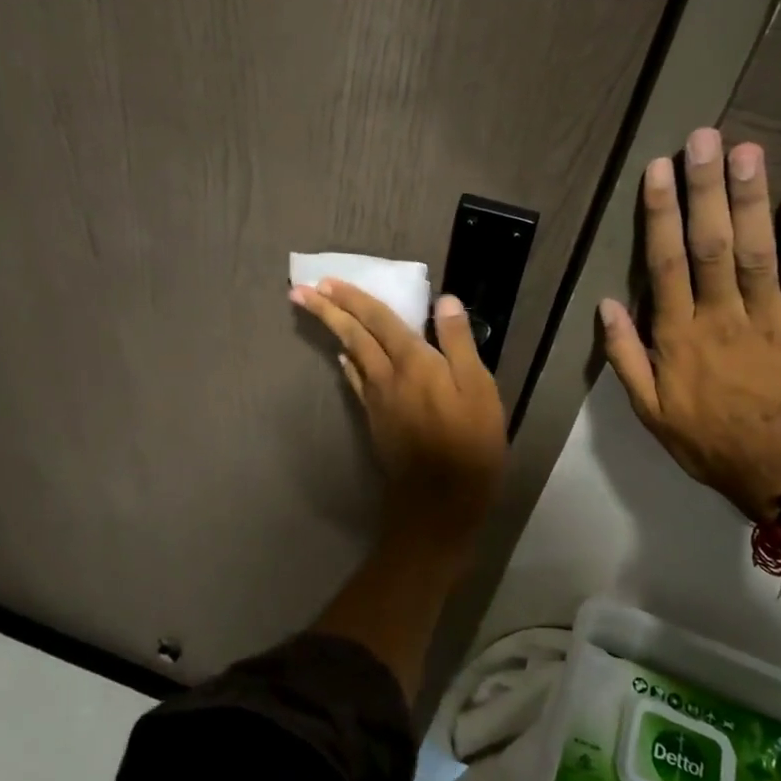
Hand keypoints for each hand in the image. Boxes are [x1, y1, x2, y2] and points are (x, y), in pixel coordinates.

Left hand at [291, 279, 506, 535]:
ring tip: (320, 314)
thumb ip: (459, 343)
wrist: (439, 499)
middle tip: (301, 291)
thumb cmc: (470, 443)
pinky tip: (345, 359)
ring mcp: (377, 400)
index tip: (326, 281)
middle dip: (328, 310)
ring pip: (351, 356)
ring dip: (334, 332)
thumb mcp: (479, 389)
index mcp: (414, 362)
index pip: (378, 320)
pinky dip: (348, 364)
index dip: (354, 298)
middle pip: (354, 335)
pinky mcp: (375, 420)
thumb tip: (445, 301)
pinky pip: (356, 382)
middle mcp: (387, 376)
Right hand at [598, 128, 780, 521]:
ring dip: (751, 199)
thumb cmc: (707, 440)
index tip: (657, 171)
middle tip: (703, 139)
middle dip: (705, 189)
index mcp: (679, 338)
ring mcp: (772, 321)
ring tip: (745, 151)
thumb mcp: (649, 411)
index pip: (666, 264)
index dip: (660, 215)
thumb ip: (626, 356)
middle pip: (712, 245)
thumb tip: (607, 304)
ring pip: (758, 251)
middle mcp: (723, 319)